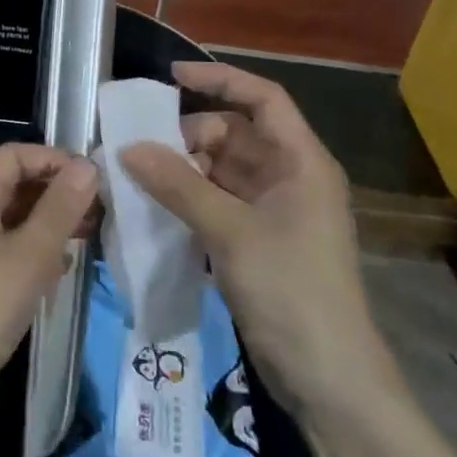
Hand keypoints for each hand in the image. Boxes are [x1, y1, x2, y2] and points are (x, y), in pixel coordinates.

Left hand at [0, 145, 97, 426]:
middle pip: (16, 184)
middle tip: (103, 212)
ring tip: (91, 237)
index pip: (16, 155)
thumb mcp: (28, 255)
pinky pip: (9, 249)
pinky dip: (36, 251)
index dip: (55, 159)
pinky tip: (61, 270)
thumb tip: (88, 165)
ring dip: (51, 223)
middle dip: (58, 192)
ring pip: (15, 218)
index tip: (96, 180)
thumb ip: (60, 208)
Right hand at [119, 62, 381, 406]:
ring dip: (183, 170)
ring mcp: (274, 211)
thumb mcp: (231, 232)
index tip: (170, 78)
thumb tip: (128, 148)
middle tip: (141, 148)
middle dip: (189, 135)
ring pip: (222, 170)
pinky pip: (217, 202)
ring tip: (138, 176)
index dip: (219, 80)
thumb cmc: (292, 290)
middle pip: (235, 134)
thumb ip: (179, 186)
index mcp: (301, 162)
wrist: (328, 379)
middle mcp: (289, 178)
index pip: (263, 99)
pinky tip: (155, 207)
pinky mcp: (258, 241)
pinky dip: (188, 199)